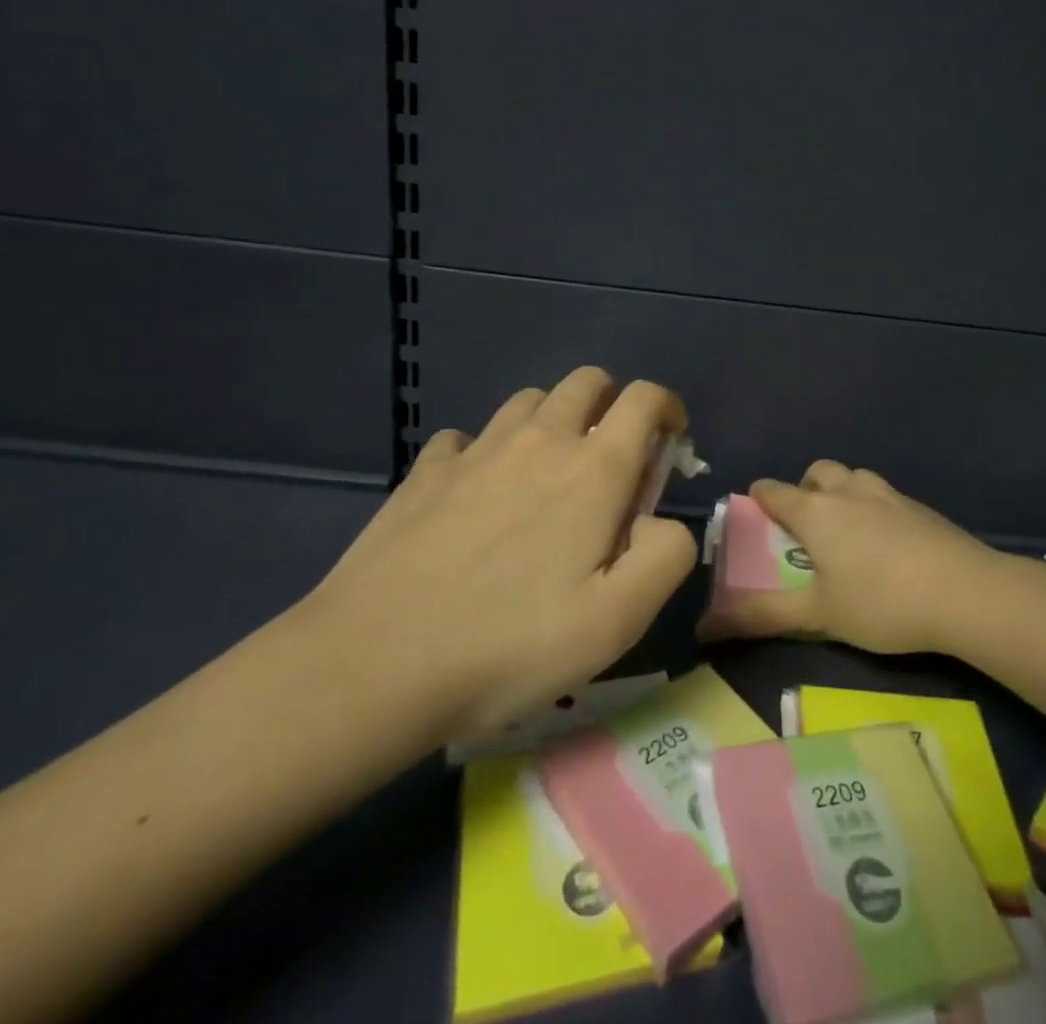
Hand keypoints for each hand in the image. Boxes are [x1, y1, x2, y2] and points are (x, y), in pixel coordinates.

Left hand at [304, 368, 698, 749]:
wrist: (373, 664)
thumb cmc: (509, 644)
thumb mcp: (617, 621)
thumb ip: (666, 556)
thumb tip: (661, 520)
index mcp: (593, 469)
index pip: (644, 399)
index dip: (668, 408)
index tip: (671, 441)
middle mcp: (539, 440)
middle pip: (587, 382)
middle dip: (613, 403)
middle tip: (612, 457)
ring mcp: (476, 450)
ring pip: (530, 400)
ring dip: (554, 419)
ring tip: (549, 472)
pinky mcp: (425, 471)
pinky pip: (467, 437)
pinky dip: (486, 450)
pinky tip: (478, 492)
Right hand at [703, 461, 1003, 653]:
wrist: (966, 592)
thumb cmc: (881, 602)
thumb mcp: (818, 615)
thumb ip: (761, 618)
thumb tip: (702, 628)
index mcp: (817, 512)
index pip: (775, 491)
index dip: (760, 498)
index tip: (755, 512)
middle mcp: (850, 492)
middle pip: (818, 472)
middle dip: (806, 490)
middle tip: (807, 526)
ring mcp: (889, 495)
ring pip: (855, 478)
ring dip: (843, 494)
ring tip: (847, 533)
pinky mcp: (921, 508)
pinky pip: (885, 496)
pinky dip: (874, 509)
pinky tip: (888, 545)